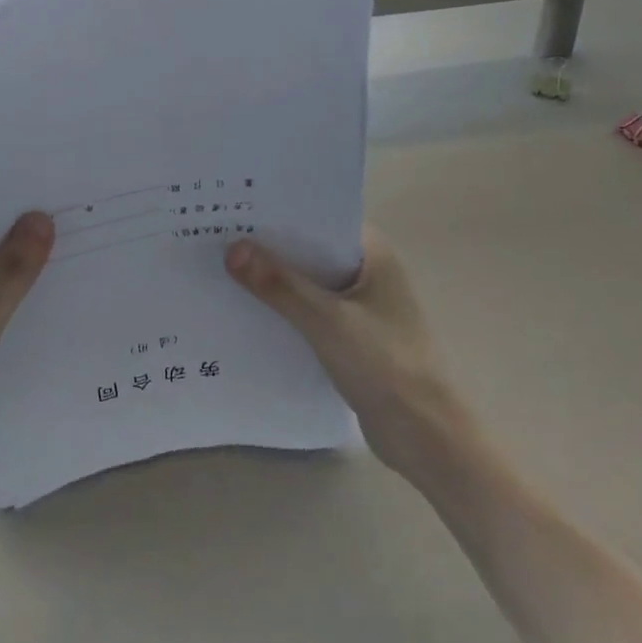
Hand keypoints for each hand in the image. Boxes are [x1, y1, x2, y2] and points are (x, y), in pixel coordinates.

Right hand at [226, 225, 474, 477]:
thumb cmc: (386, 365)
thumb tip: (232, 248)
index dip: (278, 212)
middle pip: (309, 249)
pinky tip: (245, 311)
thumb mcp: (327, 320)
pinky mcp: (350, 336)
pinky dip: (283, 309)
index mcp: (372, 253)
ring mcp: (360, 305)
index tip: (234, 207)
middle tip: (215, 236)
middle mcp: (366, 271)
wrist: (426, 436)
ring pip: (307, 282)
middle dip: (268, 246)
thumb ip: (280, 285)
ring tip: (220, 269)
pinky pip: (308, 311)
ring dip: (273, 280)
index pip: (319, 217)